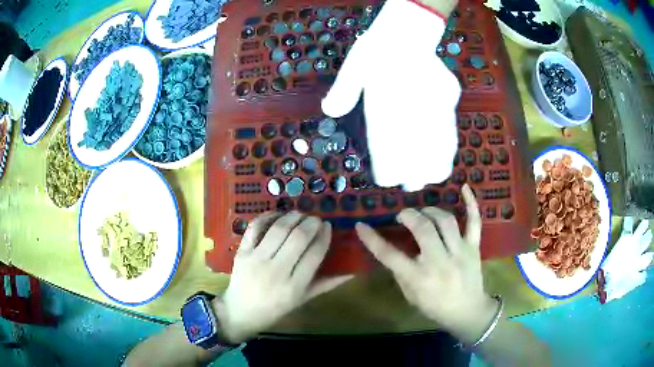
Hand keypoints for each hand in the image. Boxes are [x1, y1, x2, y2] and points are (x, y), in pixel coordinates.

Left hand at [213, 212, 352, 342]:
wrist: (241, 312)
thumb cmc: (275, 309)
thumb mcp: (303, 299)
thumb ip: (326, 284)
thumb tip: (351, 271)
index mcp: (294, 286)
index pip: (314, 253)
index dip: (324, 236)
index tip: (328, 227)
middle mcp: (276, 271)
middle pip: (298, 237)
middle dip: (311, 223)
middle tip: (316, 219)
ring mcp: (256, 259)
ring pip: (278, 229)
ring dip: (293, 216)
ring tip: (300, 214)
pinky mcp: (242, 252)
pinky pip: (255, 227)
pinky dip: (267, 217)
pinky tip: (277, 215)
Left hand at [321, 0, 460, 190]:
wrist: (407, 32)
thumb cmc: (378, 49)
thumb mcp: (355, 68)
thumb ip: (343, 92)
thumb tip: (330, 110)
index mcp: (387, 113)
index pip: (390, 161)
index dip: (389, 173)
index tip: (387, 177)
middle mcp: (413, 117)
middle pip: (420, 165)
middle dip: (414, 178)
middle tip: (410, 182)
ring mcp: (436, 110)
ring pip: (442, 155)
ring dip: (433, 168)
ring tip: (427, 172)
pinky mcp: (450, 101)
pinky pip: (453, 134)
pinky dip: (448, 149)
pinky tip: (443, 150)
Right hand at [355, 184, 497, 343]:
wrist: (468, 311)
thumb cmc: (435, 306)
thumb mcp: (410, 295)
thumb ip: (401, 272)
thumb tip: (394, 250)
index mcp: (419, 278)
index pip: (390, 255)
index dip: (372, 239)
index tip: (361, 226)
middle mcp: (439, 262)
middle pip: (423, 229)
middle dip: (409, 215)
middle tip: (403, 215)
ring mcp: (459, 252)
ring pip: (445, 221)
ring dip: (430, 211)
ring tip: (423, 213)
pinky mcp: (474, 247)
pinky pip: (474, 221)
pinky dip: (471, 203)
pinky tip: (464, 187)